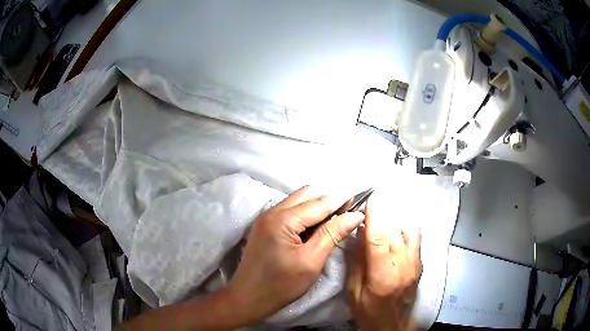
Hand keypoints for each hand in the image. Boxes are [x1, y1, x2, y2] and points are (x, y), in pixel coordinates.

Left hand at [225, 185, 364, 323]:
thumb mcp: (311, 261)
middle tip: (347, 214)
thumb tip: (355, 215)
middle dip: (328, 200)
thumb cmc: (281, 285)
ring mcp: (266, 218)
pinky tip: (315, 229)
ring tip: (334, 221)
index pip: (319, 202)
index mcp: (282, 219)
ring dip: (317, 207)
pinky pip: (289, 211)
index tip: (360, 198)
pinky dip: (305, 215)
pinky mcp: (265, 226)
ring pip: (298, 201)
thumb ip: (332, 234)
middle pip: (306, 195)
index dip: (341, 199)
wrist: (247, 298)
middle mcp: (272, 211)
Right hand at [346, 192, 421, 330]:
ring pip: (408, 231)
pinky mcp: (420, 263)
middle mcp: (403, 266)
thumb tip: (358, 235)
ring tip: (383, 214)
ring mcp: (415, 264)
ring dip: (395, 219)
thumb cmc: (368, 310)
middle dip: (382, 215)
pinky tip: (397, 226)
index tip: (371, 199)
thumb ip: (356, 262)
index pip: (379, 240)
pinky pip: (416, 238)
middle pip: (394, 232)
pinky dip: (406, 227)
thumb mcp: (353, 291)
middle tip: (371, 205)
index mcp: (383, 276)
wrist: (391, 323)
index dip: (375, 217)